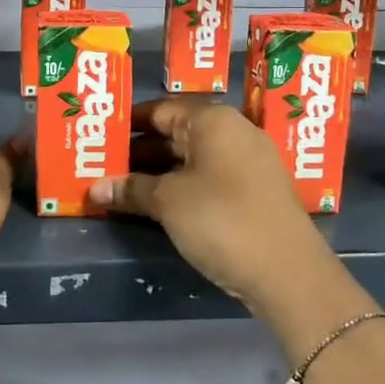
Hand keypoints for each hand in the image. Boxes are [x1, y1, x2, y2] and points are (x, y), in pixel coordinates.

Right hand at [90, 100, 326, 312]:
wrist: (289, 274)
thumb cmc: (222, 220)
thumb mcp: (168, 202)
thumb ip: (131, 189)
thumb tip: (95, 187)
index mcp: (213, 120)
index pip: (160, 109)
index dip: (127, 123)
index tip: (98, 136)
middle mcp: (233, 132)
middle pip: (175, 133)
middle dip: (138, 150)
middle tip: (100, 163)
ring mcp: (246, 163)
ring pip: (190, 158)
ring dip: (156, 172)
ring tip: (118, 185)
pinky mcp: (253, 193)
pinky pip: (206, 178)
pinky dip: (179, 187)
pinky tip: (153, 204)